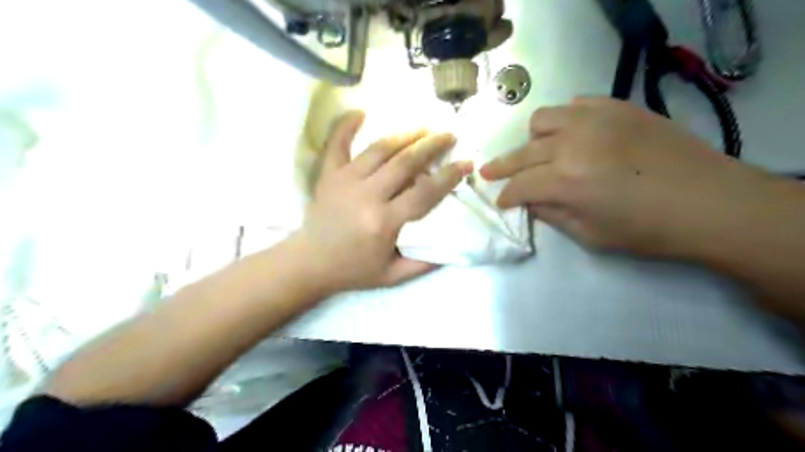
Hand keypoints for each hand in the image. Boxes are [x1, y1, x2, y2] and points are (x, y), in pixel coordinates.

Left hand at [296, 112, 472, 291]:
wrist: (309, 264)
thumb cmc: (353, 270)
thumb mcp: (393, 275)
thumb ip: (423, 264)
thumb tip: (453, 248)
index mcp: (384, 221)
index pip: (424, 193)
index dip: (448, 177)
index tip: (465, 163)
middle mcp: (367, 195)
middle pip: (405, 162)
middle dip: (431, 146)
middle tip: (448, 135)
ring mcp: (345, 181)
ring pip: (379, 149)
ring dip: (404, 135)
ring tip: (423, 127)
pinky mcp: (328, 175)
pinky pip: (337, 144)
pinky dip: (347, 126)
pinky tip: (361, 112)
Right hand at [480, 95, 768, 255]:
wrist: (711, 202)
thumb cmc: (647, 230)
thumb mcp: (590, 235)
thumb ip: (552, 215)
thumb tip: (529, 201)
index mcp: (566, 181)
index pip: (519, 186)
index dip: (506, 196)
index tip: (501, 202)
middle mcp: (573, 143)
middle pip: (522, 152)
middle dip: (501, 167)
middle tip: (488, 173)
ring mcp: (595, 120)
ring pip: (543, 119)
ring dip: (533, 140)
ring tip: (538, 153)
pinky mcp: (618, 108)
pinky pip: (576, 104)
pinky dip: (565, 120)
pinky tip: (572, 134)